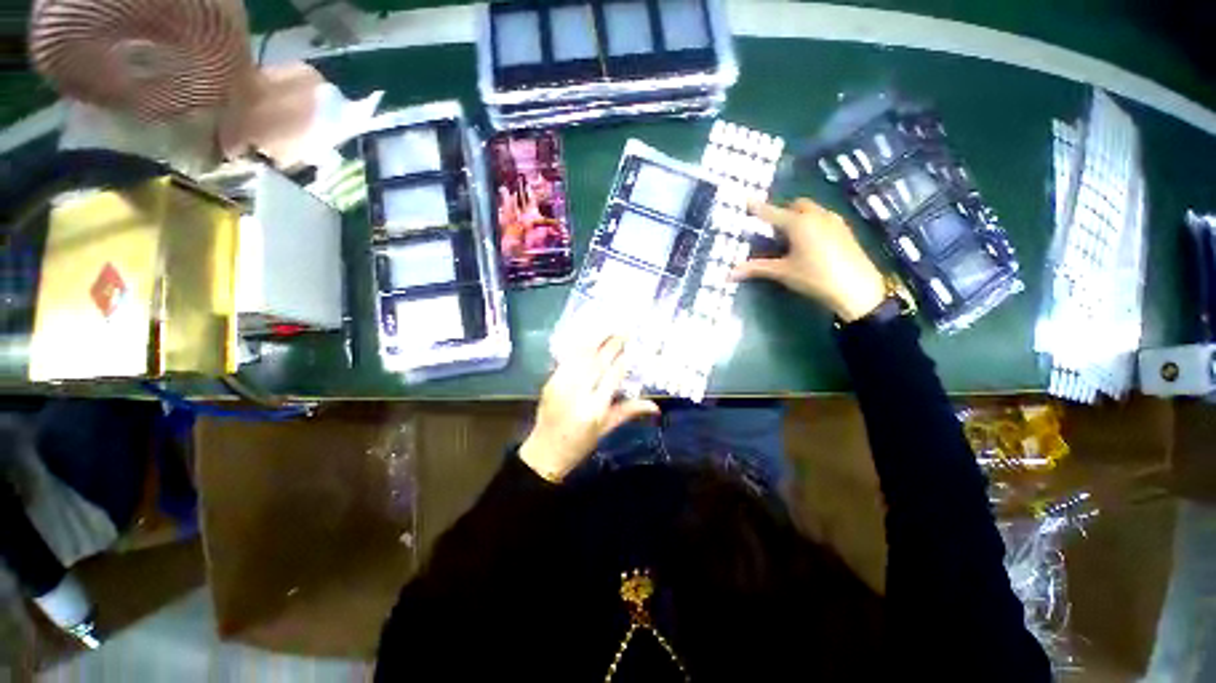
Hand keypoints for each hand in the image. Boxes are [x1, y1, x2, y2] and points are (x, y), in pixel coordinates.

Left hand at [519, 336, 659, 481]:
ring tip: (608, 329)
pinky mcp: (550, 382)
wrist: (545, 451)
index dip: (622, 359)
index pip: (612, 376)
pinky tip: (588, 340)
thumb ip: (629, 411)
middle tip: (623, 331)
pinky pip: (567, 360)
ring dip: (595, 340)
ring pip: (581, 357)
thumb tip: (655, 406)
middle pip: (597, 362)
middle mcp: (578, 394)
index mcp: (595, 409)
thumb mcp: (607, 429)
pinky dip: (578, 348)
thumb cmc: (580, 444)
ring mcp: (561, 386)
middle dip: (611, 344)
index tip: (631, 345)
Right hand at [732, 198, 886, 322]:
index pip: (773, 213)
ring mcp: (834, 221)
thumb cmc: (814, 277)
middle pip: (797, 205)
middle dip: (783, 211)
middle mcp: (817, 215)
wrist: (856, 288)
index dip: (758, 208)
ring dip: (799, 216)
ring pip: (813, 210)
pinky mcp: (845, 230)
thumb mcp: (782, 272)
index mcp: (799, 223)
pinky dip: (812, 222)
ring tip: (790, 234)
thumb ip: (756, 269)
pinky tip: (810, 241)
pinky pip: (824, 218)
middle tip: (773, 226)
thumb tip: (728, 274)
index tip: (747, 200)